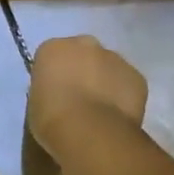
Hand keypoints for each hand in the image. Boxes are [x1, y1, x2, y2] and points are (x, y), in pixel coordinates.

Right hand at [27, 35, 148, 157]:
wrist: (88, 131)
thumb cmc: (51, 117)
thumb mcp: (36, 101)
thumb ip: (49, 88)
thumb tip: (61, 92)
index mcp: (54, 48)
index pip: (52, 56)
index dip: (54, 75)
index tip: (55, 93)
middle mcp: (85, 43)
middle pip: (83, 54)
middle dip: (82, 70)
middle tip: (78, 99)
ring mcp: (115, 58)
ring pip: (108, 67)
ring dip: (104, 82)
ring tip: (99, 111)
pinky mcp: (137, 76)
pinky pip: (127, 84)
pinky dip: (122, 95)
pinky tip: (115, 115)